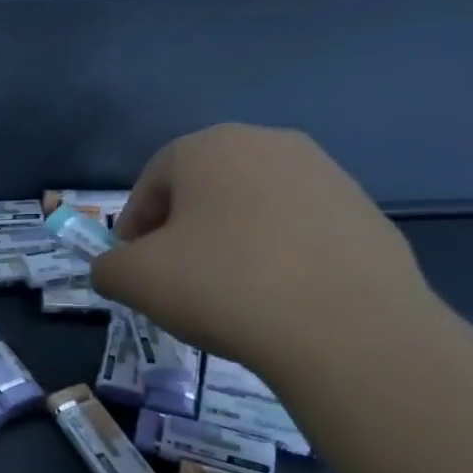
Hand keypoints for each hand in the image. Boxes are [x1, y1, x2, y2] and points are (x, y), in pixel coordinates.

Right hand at [90, 125, 433, 379]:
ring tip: (229, 292)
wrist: (348, 328)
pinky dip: (278, 255)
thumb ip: (107, 267)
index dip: (133, 225)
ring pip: (253, 207)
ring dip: (231, 241)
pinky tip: (278, 298)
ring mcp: (326, 174)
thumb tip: (115, 268)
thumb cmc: (223, 286)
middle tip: (175, 278)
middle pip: (204, 188)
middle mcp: (269, 144)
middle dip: (182, 230)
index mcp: (210, 147)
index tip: (132, 266)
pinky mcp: (365, 212)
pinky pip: (299, 230)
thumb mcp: (134, 280)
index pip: (152, 180)